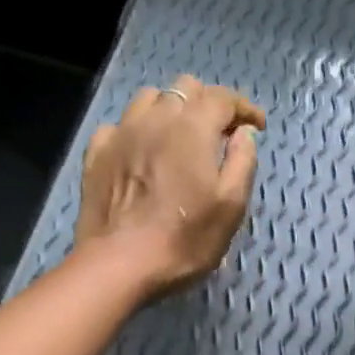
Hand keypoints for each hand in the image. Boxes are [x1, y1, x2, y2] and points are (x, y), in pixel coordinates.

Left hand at [74, 75, 264, 299]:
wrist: (119, 265)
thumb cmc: (183, 241)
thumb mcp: (230, 208)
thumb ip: (242, 163)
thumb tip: (244, 133)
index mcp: (192, 128)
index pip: (223, 99)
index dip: (244, 108)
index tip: (257, 125)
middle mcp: (155, 118)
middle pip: (186, 89)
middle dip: (208, 104)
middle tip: (220, 132)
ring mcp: (121, 133)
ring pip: (149, 100)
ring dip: (171, 110)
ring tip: (179, 137)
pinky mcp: (97, 154)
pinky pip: (120, 126)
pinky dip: (138, 132)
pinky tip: (142, 153)